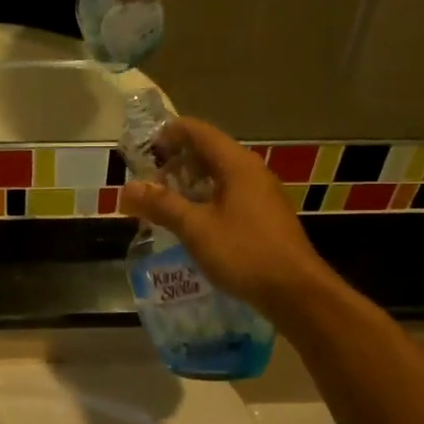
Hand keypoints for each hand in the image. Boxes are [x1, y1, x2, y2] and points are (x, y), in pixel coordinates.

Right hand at [120, 117, 331, 320]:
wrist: (296, 292)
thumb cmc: (245, 253)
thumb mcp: (196, 228)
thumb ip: (161, 205)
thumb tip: (127, 189)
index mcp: (237, 164)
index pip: (198, 131)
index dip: (168, 134)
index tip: (142, 149)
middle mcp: (252, 171)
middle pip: (208, 151)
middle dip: (176, 161)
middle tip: (147, 180)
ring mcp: (262, 194)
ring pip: (219, 175)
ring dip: (189, 182)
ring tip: (163, 201)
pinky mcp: (265, 216)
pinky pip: (229, 195)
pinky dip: (206, 199)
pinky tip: (191, 221)